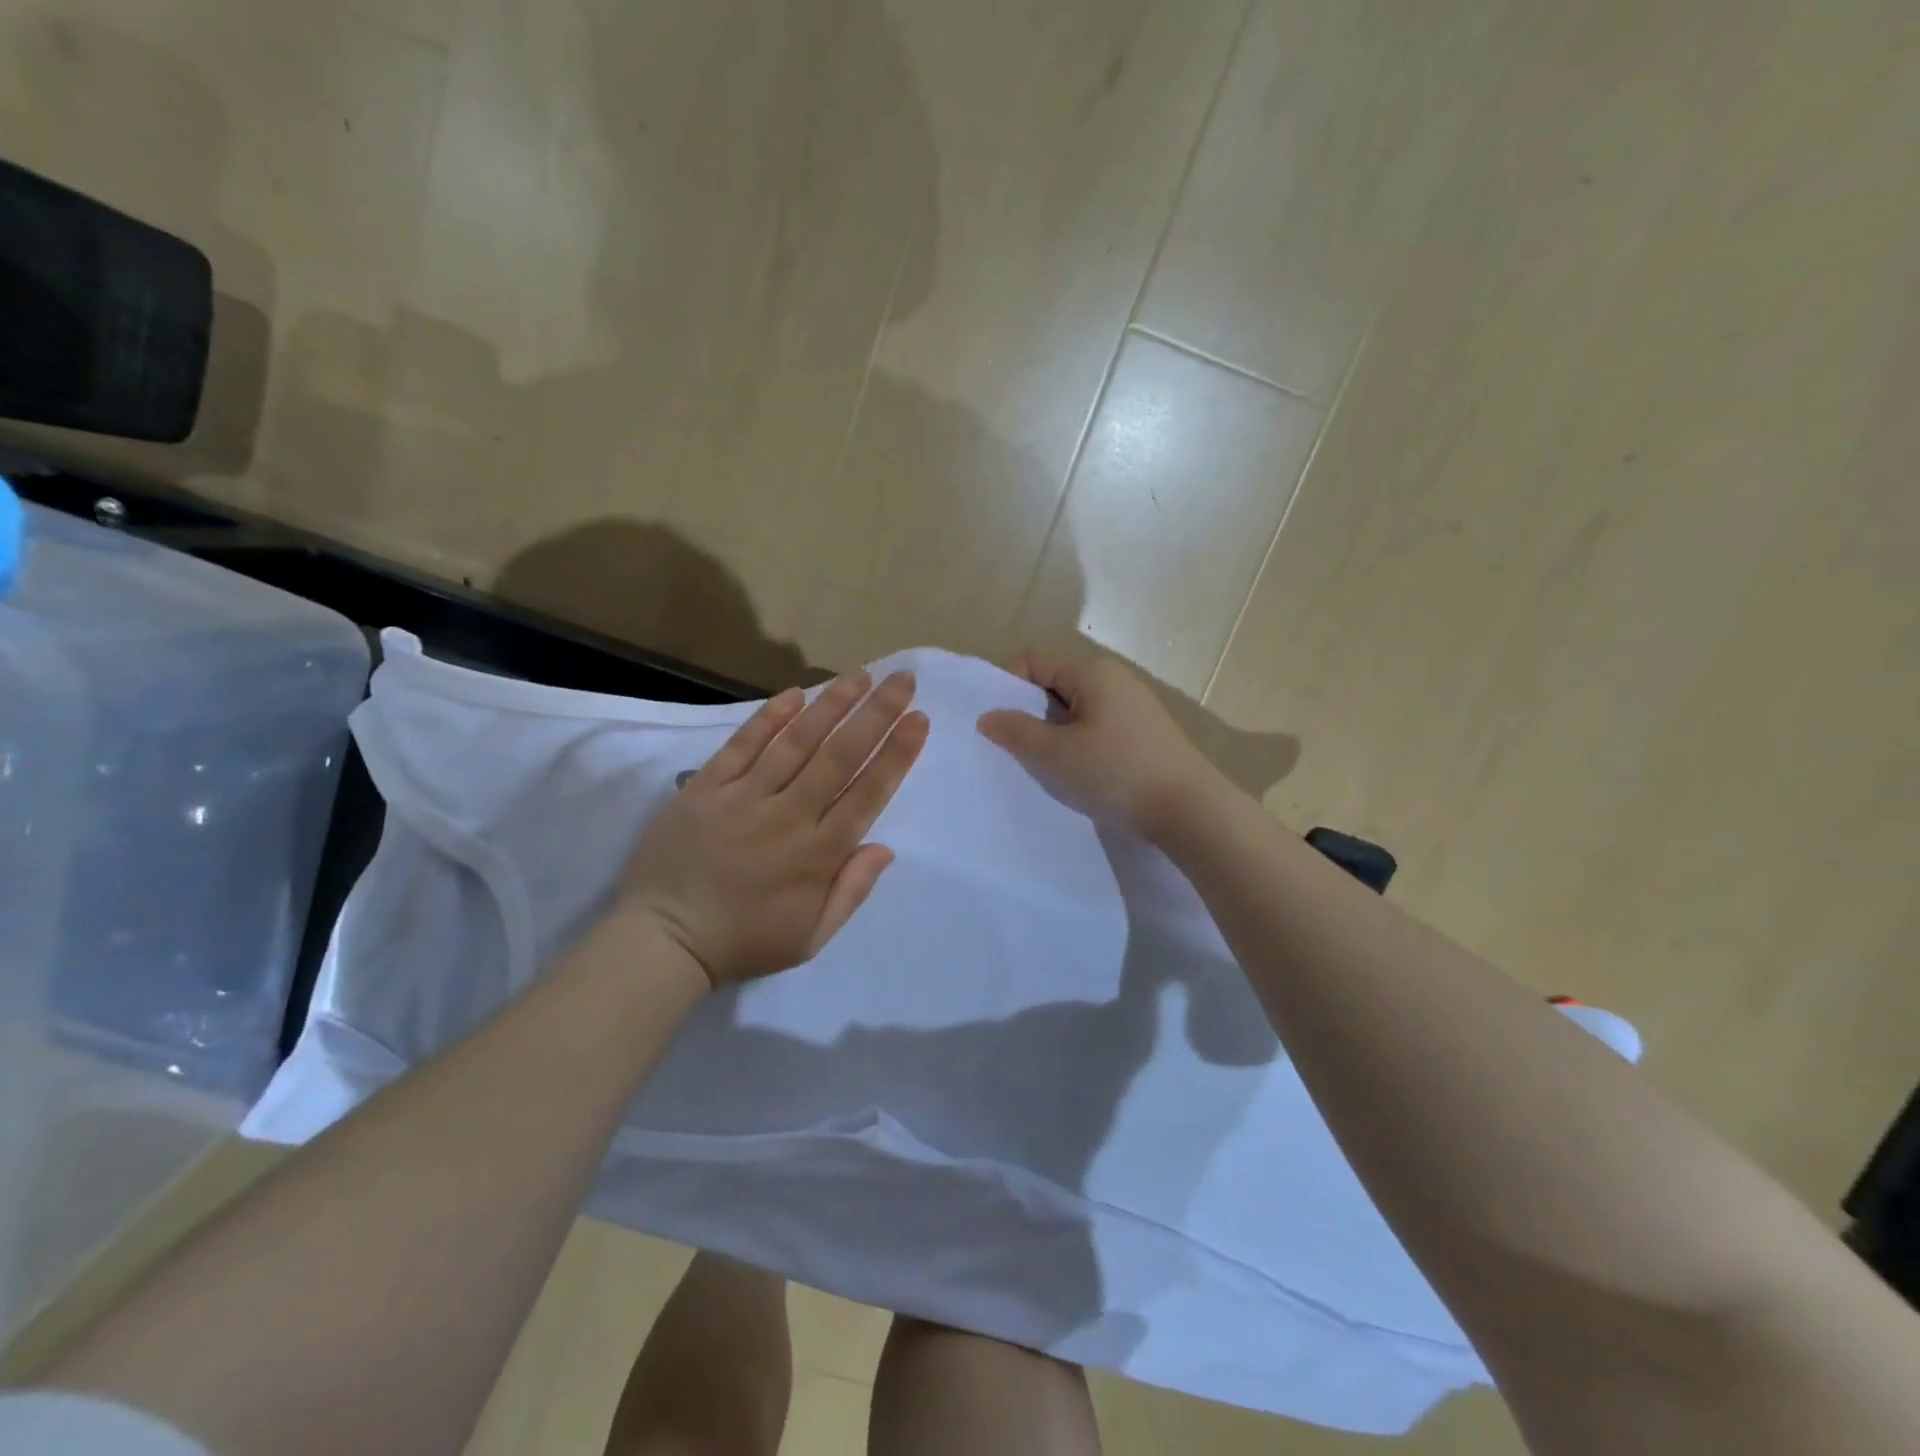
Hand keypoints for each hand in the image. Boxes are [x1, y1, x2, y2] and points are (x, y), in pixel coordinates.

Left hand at [617, 670, 927, 988]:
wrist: (662, 940)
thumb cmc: (744, 941)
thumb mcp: (810, 938)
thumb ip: (851, 891)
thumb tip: (885, 847)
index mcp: (817, 854)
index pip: (867, 793)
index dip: (895, 754)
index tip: (918, 720)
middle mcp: (787, 816)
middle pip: (839, 756)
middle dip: (876, 714)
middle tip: (901, 680)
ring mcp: (743, 797)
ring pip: (796, 742)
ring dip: (831, 705)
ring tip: (860, 675)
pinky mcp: (706, 788)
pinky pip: (742, 745)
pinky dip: (769, 718)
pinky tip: (795, 693)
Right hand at [976, 651, 1223, 838]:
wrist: (1189, 808)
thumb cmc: (1115, 773)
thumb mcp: (1055, 755)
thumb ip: (1015, 732)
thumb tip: (987, 716)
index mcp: (1091, 671)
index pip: (1033, 660)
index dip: (1007, 687)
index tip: (999, 725)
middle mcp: (1113, 677)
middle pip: (1054, 682)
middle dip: (1030, 712)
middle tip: (1017, 749)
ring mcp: (1132, 703)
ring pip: (1075, 707)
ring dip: (1054, 731)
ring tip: (1048, 765)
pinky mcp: (1143, 730)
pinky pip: (1097, 724)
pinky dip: (1079, 741)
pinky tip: (1081, 772)